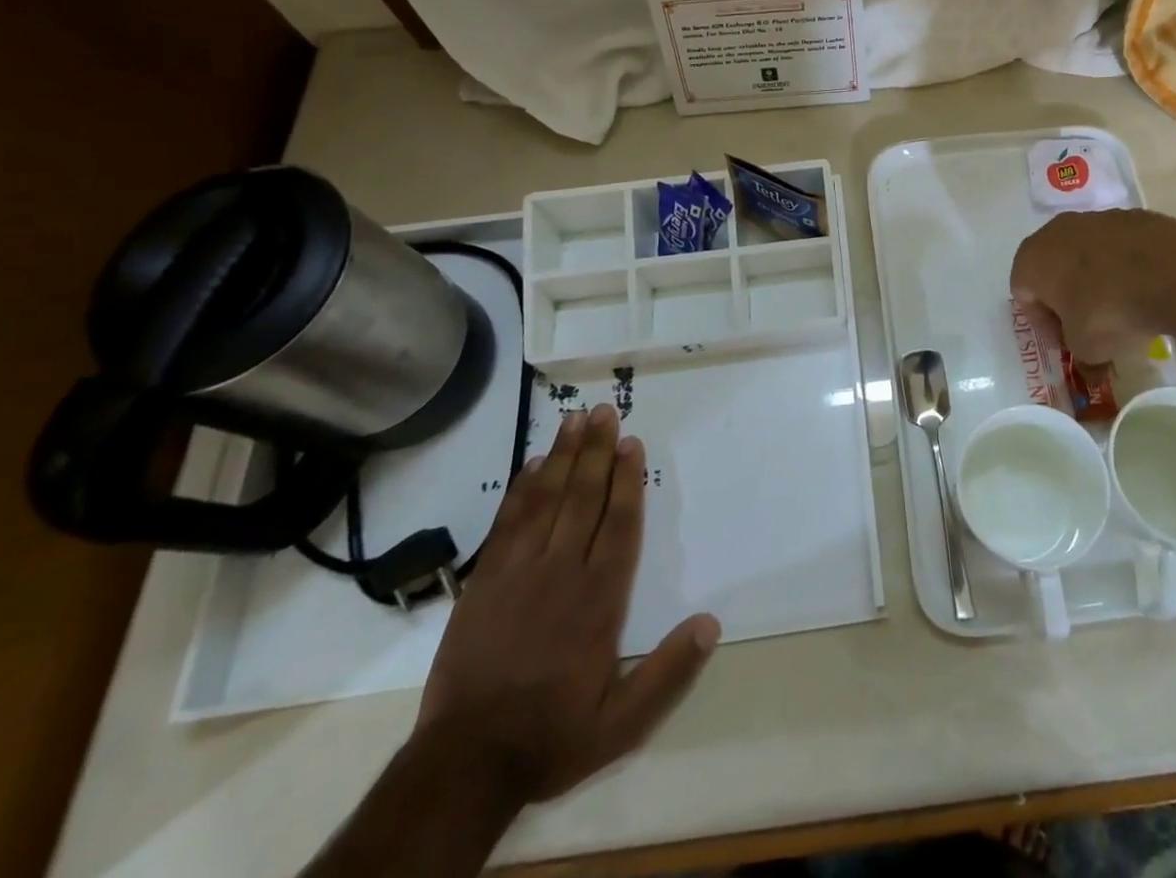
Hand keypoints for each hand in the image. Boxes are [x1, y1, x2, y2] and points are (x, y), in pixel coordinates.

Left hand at [413, 403, 718, 804]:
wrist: (464, 764)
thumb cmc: (552, 735)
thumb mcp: (622, 723)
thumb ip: (668, 673)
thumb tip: (710, 623)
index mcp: (599, 599)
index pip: (619, 524)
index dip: (627, 480)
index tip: (631, 443)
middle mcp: (562, 572)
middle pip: (583, 498)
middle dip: (596, 451)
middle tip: (604, 411)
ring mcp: (518, 572)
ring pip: (546, 500)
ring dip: (562, 457)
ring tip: (574, 420)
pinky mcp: (484, 581)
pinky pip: (507, 523)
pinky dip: (520, 490)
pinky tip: (531, 465)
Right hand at [1009, 208, 1175, 361]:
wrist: (1169, 273)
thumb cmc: (1108, 311)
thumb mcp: (1088, 349)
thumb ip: (1081, 356)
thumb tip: (1090, 371)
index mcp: (1031, 259)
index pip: (1023, 294)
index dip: (1043, 324)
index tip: (1066, 343)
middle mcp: (1055, 231)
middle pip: (1053, 269)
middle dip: (1067, 298)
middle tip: (1088, 325)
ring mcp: (1094, 218)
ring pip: (1085, 254)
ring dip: (1096, 279)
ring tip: (1121, 307)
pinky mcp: (1130, 216)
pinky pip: (1117, 247)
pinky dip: (1124, 266)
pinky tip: (1144, 288)